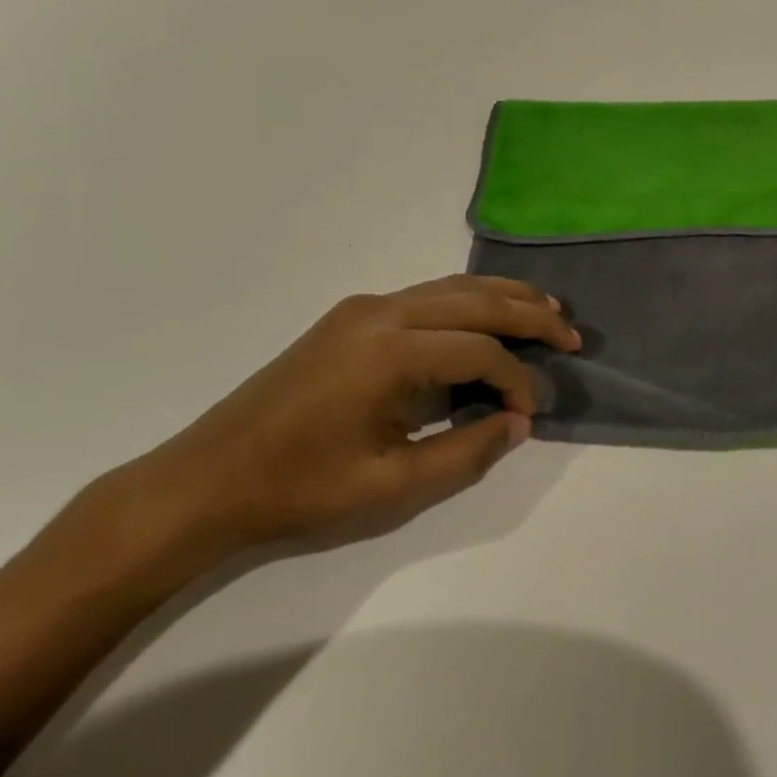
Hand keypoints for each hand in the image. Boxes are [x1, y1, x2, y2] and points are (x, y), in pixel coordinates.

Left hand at [98, 275, 579, 564]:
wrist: (205, 480)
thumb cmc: (298, 489)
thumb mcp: (391, 486)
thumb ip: (466, 452)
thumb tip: (517, 422)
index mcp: (390, 351)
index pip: (480, 351)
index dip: (518, 379)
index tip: (534, 412)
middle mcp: (383, 312)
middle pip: (475, 300)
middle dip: (529, 313)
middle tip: (571, 333)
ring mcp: (364, 308)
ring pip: (453, 287)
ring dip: (502, 297)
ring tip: (546, 308)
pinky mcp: (352, 315)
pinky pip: (427, 294)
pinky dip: (468, 300)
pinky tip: (486, 314)